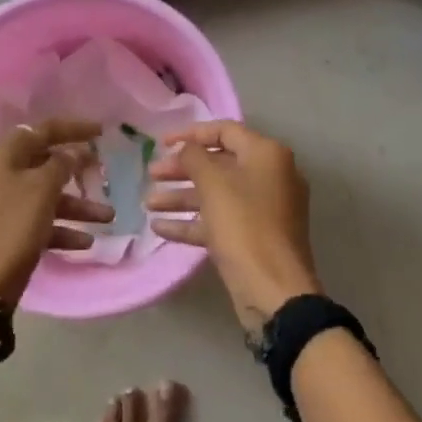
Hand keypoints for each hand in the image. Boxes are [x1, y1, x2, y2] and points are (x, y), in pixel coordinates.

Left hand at [0, 119, 110, 306]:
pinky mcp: (0, 234)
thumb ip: (62, 164)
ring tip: (107, 218)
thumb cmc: (11, 228)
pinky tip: (85, 242)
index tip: (101, 132)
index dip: (73, 129)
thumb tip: (73, 152)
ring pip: (43, 197)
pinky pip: (35, 222)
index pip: (41, 131)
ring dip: (76, 206)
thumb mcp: (42, 190)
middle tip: (101, 175)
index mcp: (1, 156)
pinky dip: (59, 228)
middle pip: (42, 164)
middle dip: (77, 173)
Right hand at [145, 121, 320, 333]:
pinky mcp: (255, 238)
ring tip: (148, 203)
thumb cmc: (244, 226)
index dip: (191, 133)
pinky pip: (221, 221)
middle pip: (219, 163)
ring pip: (217, 195)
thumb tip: (187, 149)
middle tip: (151, 175)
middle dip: (182, 169)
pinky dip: (193, 222)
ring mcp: (264, 210)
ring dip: (182, 197)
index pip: (225, 130)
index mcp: (267, 155)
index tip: (162, 142)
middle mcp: (270, 176)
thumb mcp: (213, 184)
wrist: (274, 290)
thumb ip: (194, 157)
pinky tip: (160, 228)